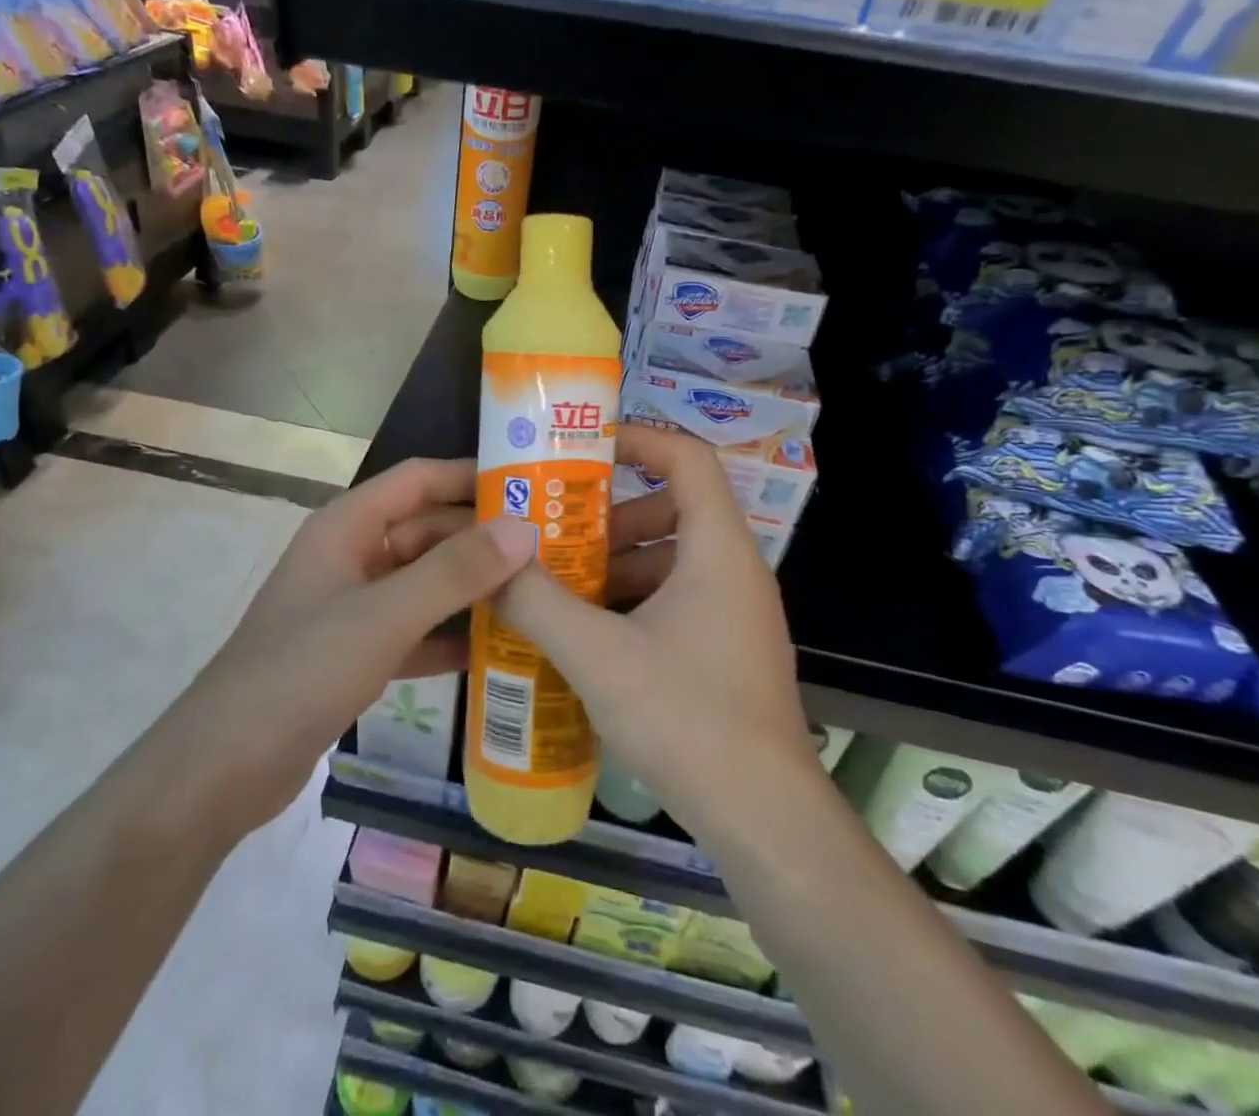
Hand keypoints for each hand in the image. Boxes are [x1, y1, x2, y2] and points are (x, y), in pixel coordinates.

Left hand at [183, 458, 538, 829]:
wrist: (223, 769)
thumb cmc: (302, 672)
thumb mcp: (384, 616)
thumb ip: (455, 572)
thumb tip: (524, 529)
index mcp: (347, 526)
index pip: (418, 479)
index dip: (471, 476)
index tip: (531, 486)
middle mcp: (351, 556)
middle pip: (427, 530)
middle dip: (482, 538)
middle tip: (550, 550)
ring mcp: (353, 606)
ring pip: (424, 582)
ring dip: (472, 587)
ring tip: (538, 594)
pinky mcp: (356, 652)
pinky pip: (415, 629)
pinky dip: (450, 635)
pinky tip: (498, 649)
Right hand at [494, 424, 817, 841]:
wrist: (765, 820)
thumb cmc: (688, 718)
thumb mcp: (598, 655)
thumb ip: (538, 602)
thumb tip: (494, 564)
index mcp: (718, 550)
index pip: (689, 458)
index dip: (640, 439)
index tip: (584, 449)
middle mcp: (734, 571)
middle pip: (674, 508)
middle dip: (611, 514)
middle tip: (556, 528)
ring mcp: (734, 614)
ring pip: (671, 559)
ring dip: (616, 562)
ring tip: (558, 582)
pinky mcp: (726, 651)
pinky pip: (675, 600)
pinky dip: (631, 600)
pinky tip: (586, 633)